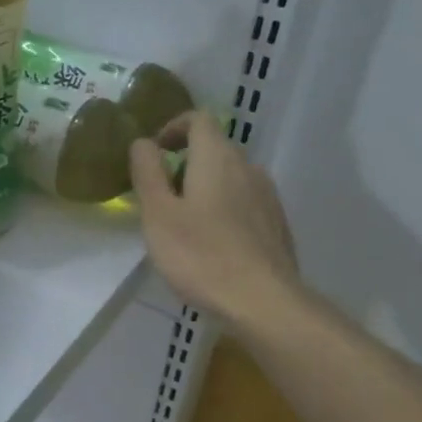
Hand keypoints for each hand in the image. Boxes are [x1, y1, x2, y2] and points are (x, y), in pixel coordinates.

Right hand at [129, 112, 304, 328]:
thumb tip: (143, 142)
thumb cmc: (201, 255)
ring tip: (184, 225)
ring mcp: (268, 196)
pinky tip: (213, 245)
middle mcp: (248, 167)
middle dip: (185, 163)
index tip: (154, 154)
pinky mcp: (277, 225)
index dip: (173, 128)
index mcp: (217, 158)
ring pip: (230, 178)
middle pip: (214, 148)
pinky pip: (245, 203)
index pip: (198, 119)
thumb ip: (148, 172)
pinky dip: (224, 210)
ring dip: (205, 189)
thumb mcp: (158, 214)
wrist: (264, 302)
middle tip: (160, 198)